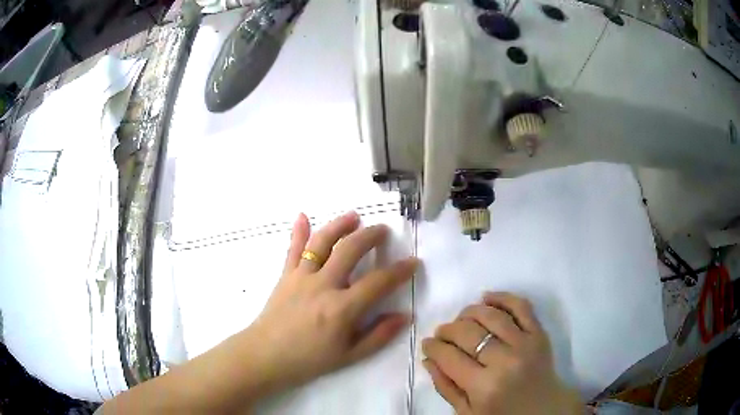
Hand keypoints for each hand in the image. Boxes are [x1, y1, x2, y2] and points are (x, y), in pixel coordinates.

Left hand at [237, 211, 417, 395]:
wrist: (266, 356)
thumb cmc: (309, 360)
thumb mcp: (349, 355)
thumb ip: (379, 335)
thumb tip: (405, 316)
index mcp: (341, 309)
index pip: (378, 282)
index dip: (399, 271)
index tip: (413, 262)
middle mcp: (322, 286)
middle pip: (350, 250)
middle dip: (371, 236)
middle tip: (383, 230)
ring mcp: (301, 277)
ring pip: (322, 242)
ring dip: (339, 225)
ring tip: (354, 216)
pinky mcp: (285, 275)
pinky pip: (293, 249)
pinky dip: (298, 231)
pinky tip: (303, 215)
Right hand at [422, 292, 579, 414]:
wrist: (544, 410)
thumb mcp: (467, 413)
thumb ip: (446, 387)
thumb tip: (429, 359)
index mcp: (484, 387)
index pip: (449, 357)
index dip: (433, 347)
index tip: (428, 344)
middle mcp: (505, 361)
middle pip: (468, 333)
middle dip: (447, 330)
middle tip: (441, 333)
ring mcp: (525, 343)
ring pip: (491, 315)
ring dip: (469, 312)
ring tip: (460, 319)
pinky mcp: (539, 333)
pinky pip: (521, 306)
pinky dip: (502, 297)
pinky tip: (486, 298)